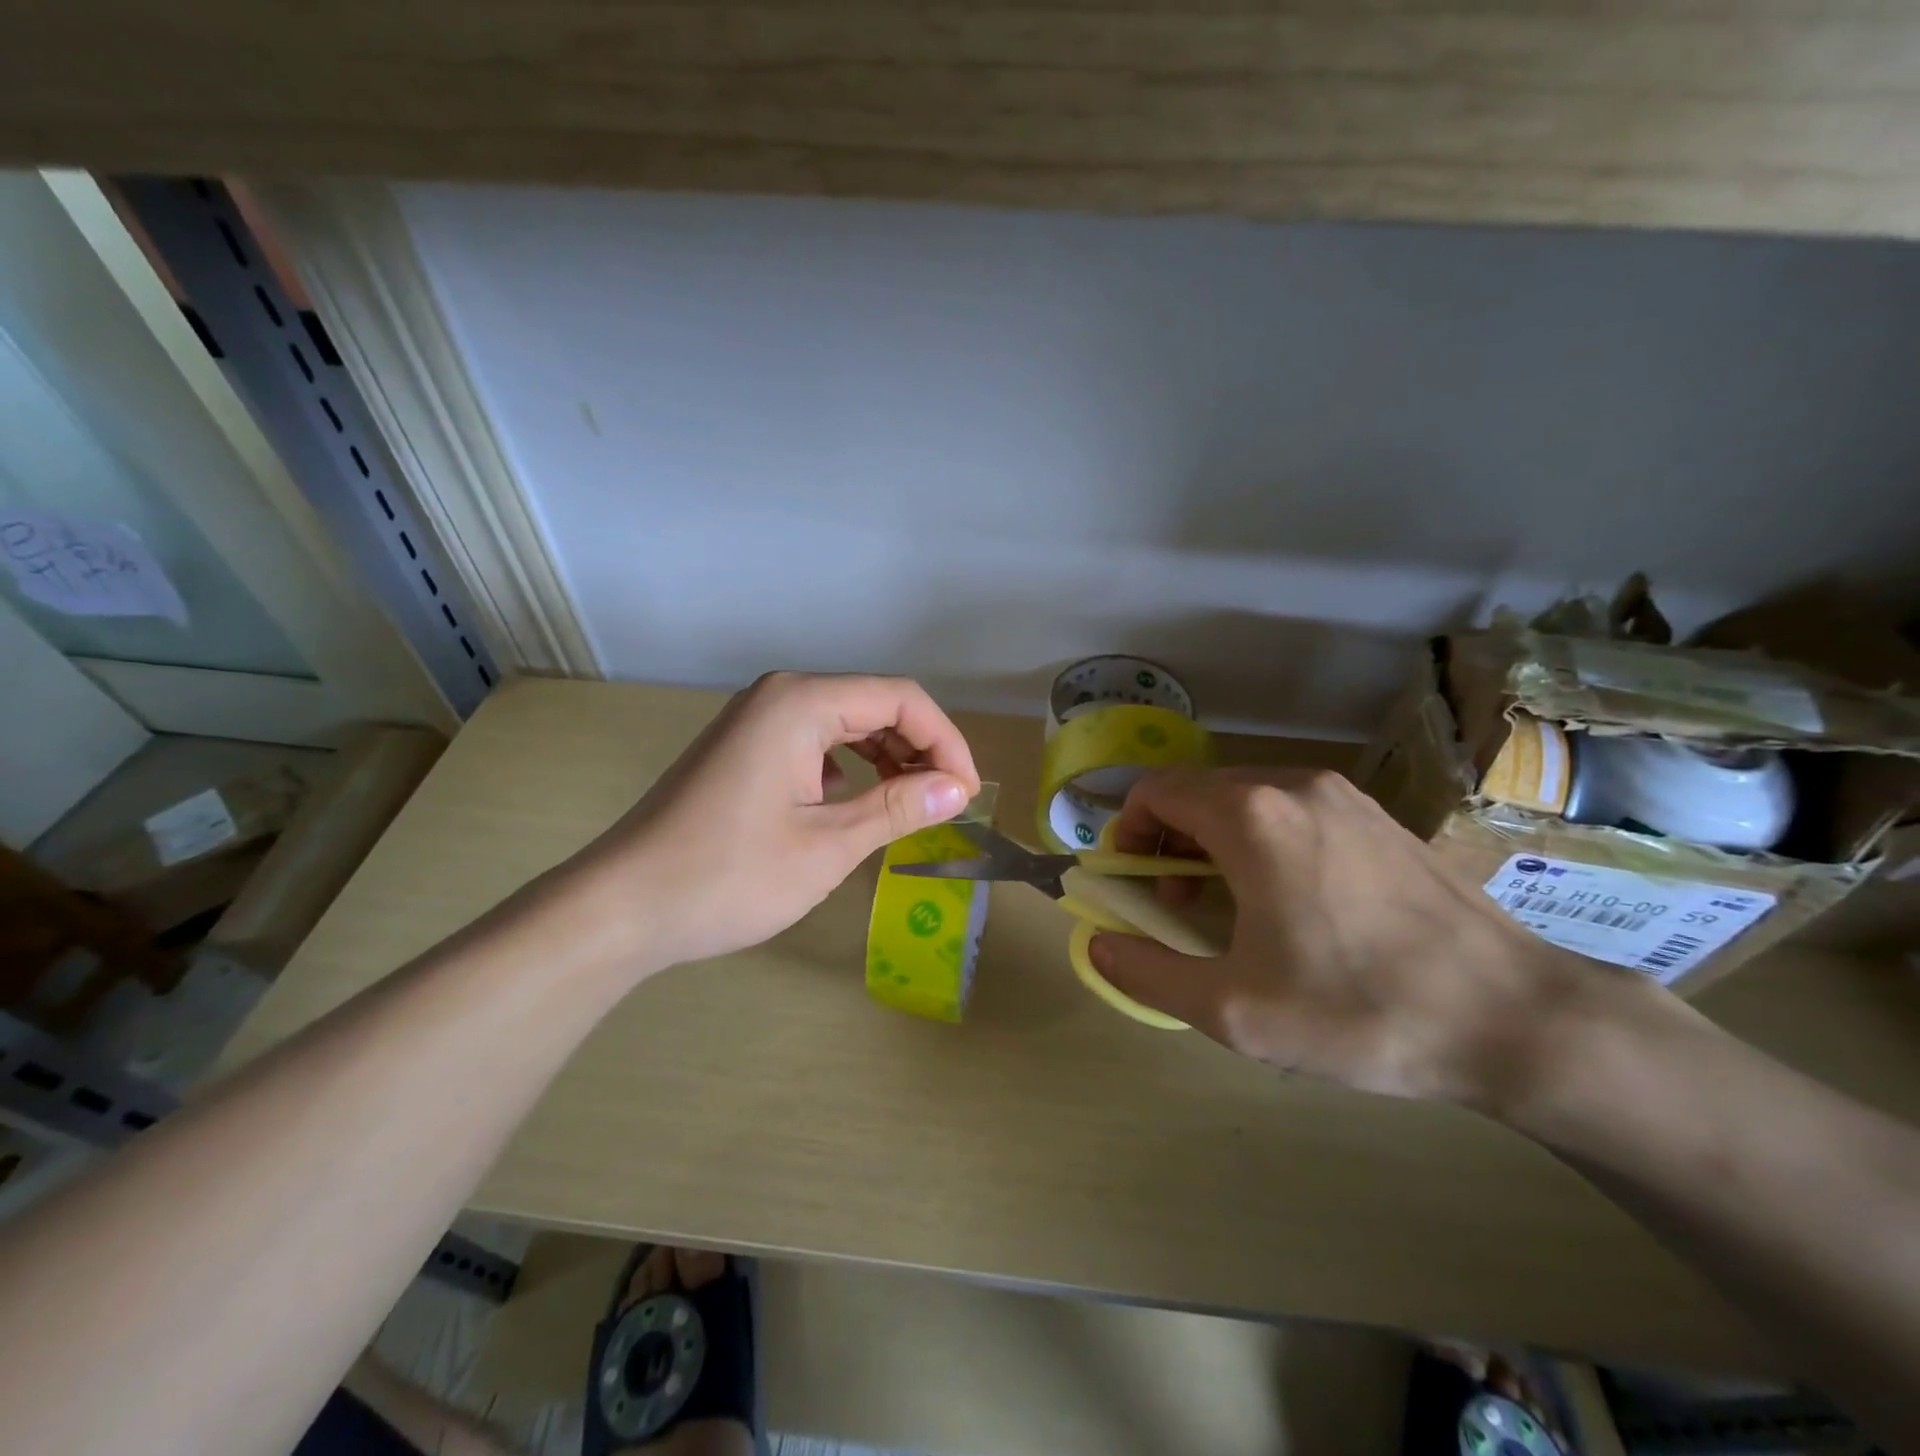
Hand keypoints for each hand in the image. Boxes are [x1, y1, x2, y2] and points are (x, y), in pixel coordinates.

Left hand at [559, 672, 979, 973]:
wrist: (623, 907)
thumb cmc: (730, 875)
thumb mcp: (828, 845)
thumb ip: (899, 808)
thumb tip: (959, 789)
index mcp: (801, 702)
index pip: (901, 698)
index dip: (946, 742)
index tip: (967, 793)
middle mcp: (780, 696)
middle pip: (874, 705)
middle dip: (919, 750)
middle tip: (945, 804)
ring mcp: (757, 720)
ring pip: (846, 725)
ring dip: (887, 760)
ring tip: (910, 807)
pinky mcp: (745, 749)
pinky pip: (816, 744)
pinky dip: (850, 770)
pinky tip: (855, 807)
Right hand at [1088, 766, 1607, 1110]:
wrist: (1516, 1019)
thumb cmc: (1361, 1010)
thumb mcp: (1233, 1010)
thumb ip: (1147, 972)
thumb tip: (1098, 946)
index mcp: (1250, 815)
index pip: (1156, 791)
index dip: (1127, 832)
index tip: (1131, 882)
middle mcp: (1292, 785)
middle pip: (1197, 792)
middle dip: (1168, 841)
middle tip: (1173, 905)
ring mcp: (1342, 794)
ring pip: (1243, 799)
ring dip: (1212, 840)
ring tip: (1227, 906)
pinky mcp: (1376, 815)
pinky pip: (1290, 809)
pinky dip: (1260, 839)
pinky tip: (1287, 900)